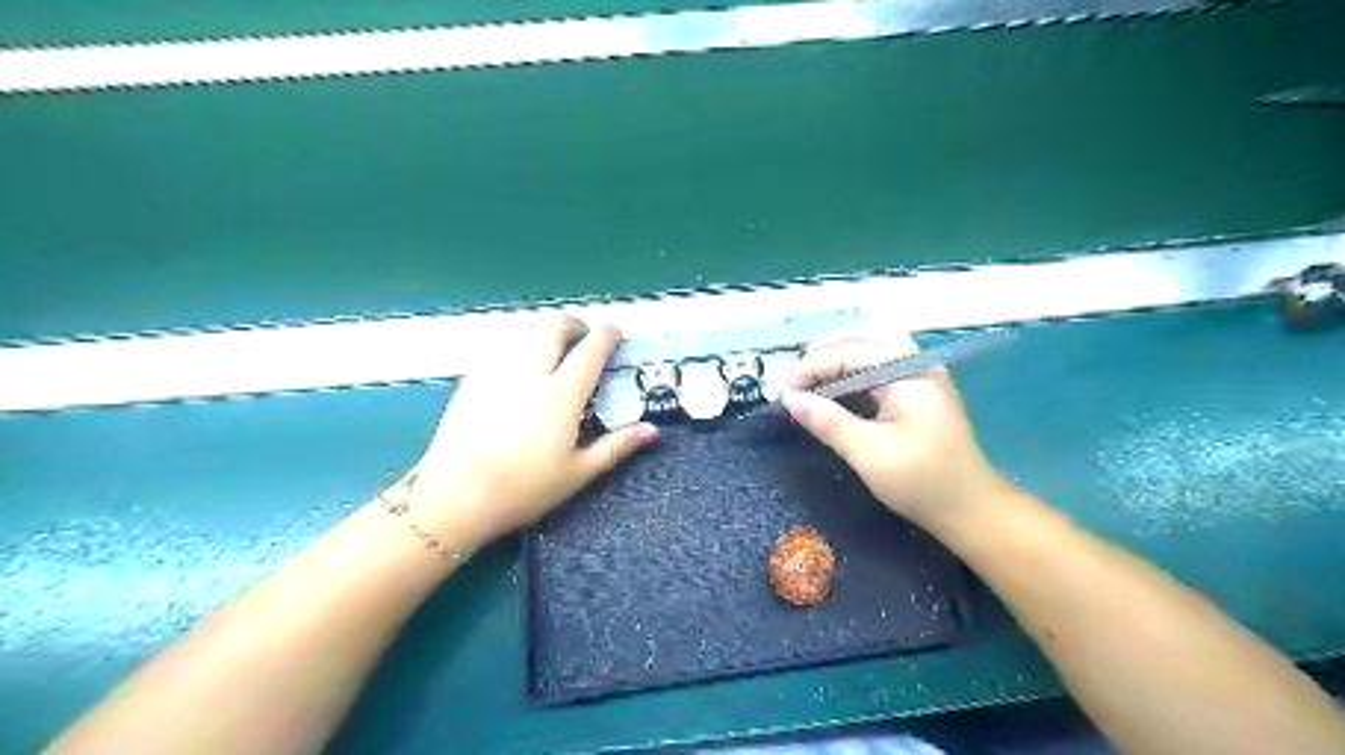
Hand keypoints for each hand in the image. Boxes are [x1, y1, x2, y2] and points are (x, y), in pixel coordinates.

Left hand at [397, 314, 657, 552]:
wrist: (456, 495)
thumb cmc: (524, 489)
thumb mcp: (578, 473)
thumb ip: (617, 446)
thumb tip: (652, 430)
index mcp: (562, 395)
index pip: (590, 350)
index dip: (607, 334)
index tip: (615, 330)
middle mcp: (531, 372)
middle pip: (554, 326)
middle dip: (575, 323)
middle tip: (583, 335)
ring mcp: (498, 370)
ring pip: (525, 328)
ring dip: (545, 327)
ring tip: (553, 343)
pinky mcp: (473, 377)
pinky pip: (501, 343)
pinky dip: (519, 340)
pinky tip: (521, 360)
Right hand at [778, 328, 1008, 527]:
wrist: (971, 511)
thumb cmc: (922, 482)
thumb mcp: (869, 453)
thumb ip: (828, 422)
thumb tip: (788, 398)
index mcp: (910, 374)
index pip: (851, 353)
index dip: (813, 366)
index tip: (781, 386)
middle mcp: (917, 365)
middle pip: (865, 339)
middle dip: (825, 352)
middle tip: (794, 377)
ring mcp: (921, 376)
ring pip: (873, 348)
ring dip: (838, 356)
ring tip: (808, 375)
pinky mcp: (917, 393)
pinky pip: (880, 366)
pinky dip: (852, 370)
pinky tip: (834, 386)